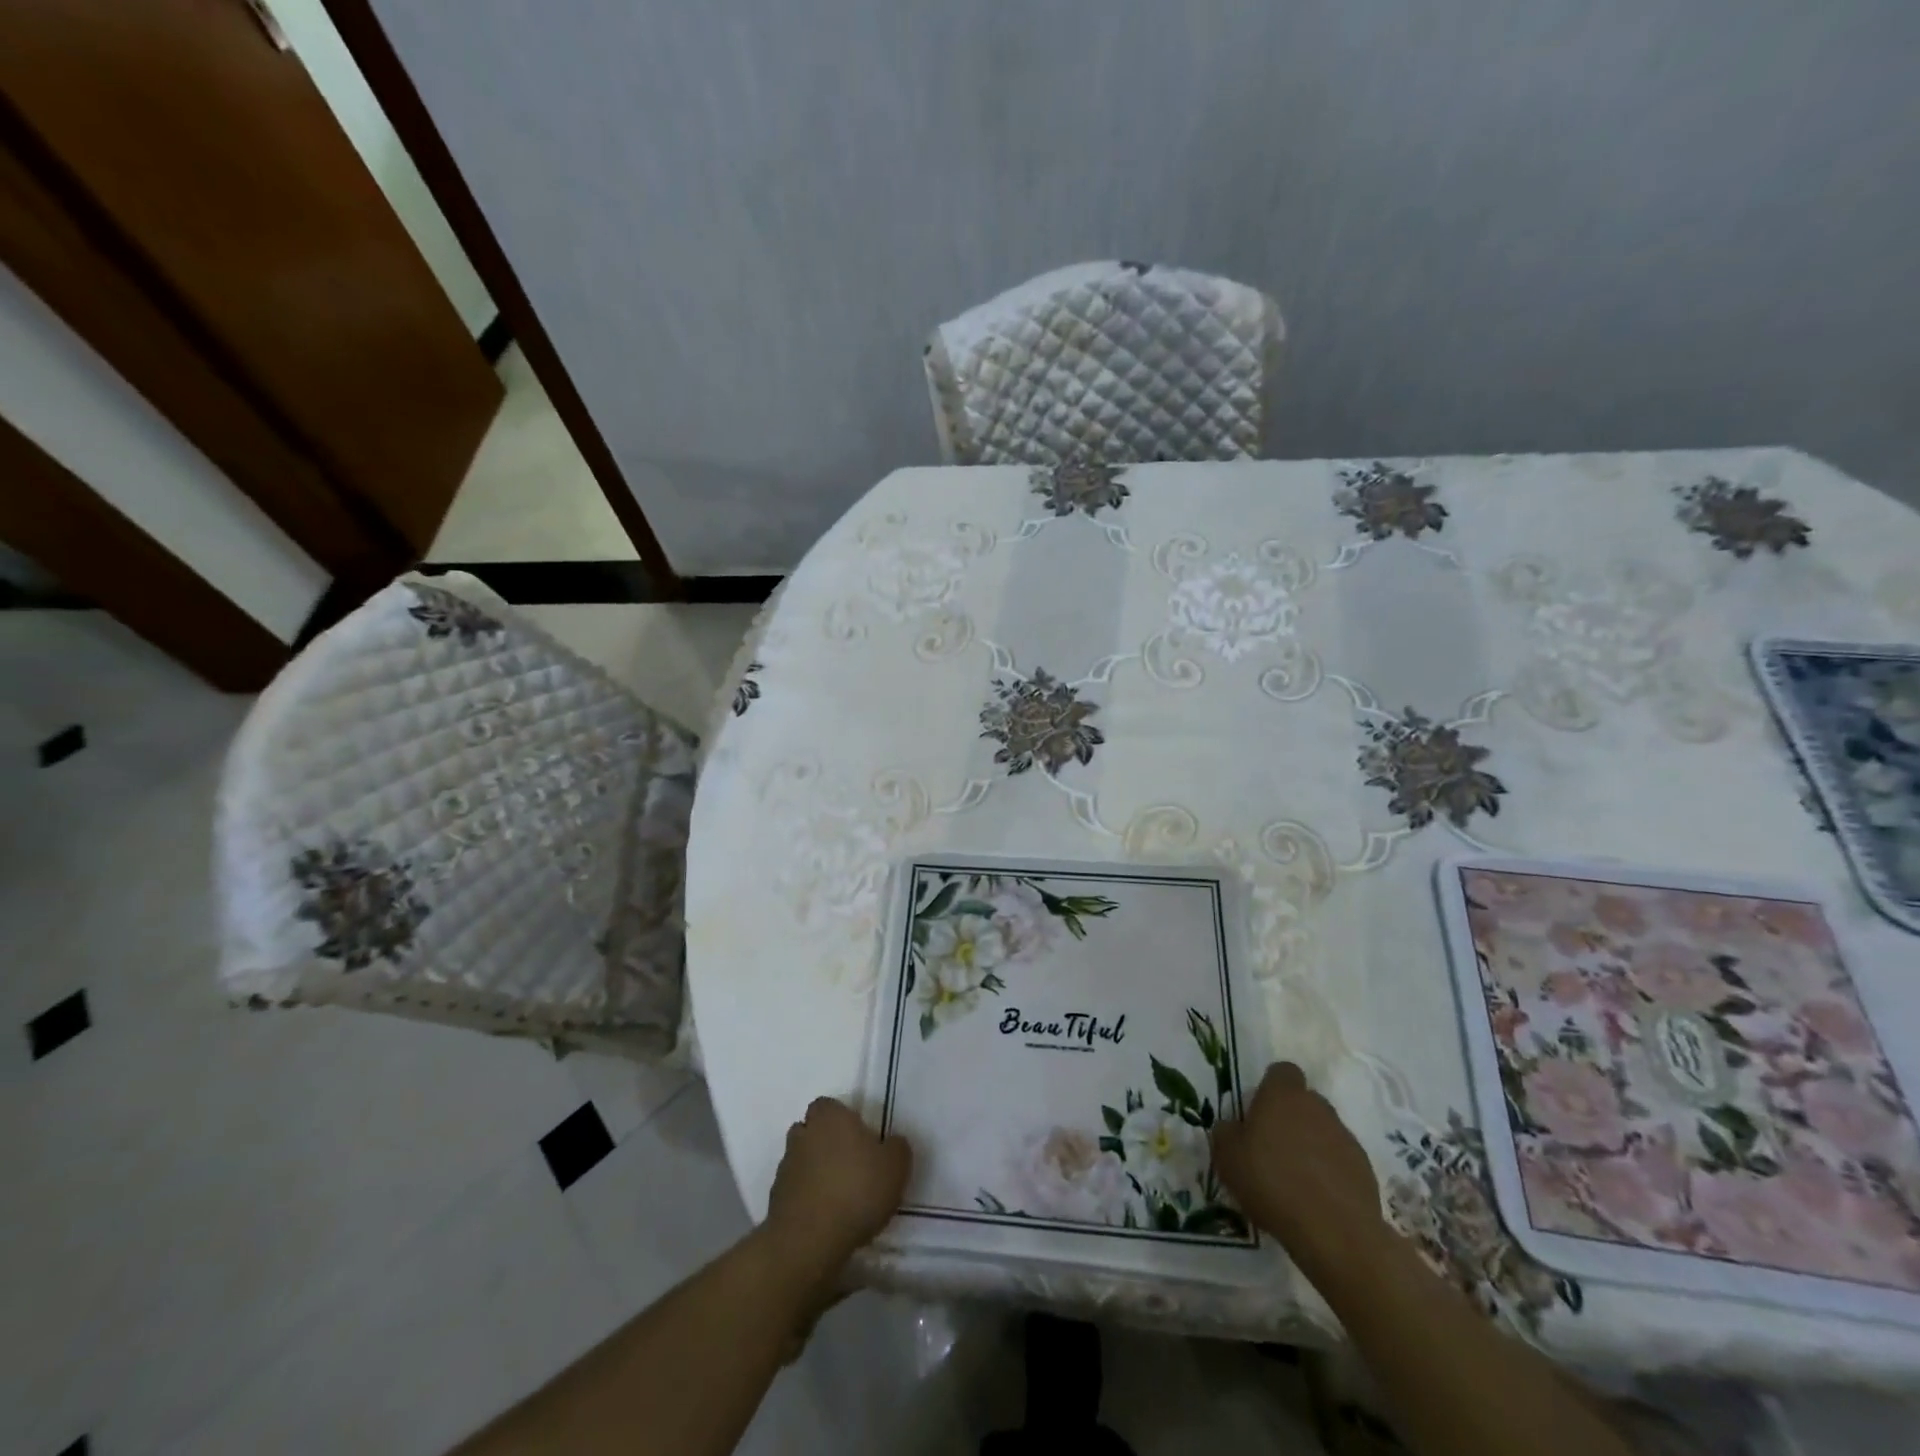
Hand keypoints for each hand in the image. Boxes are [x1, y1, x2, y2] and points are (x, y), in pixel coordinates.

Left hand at [763, 1097, 911, 1282]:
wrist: (809, 1241)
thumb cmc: (856, 1191)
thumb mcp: (895, 1167)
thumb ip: (897, 1148)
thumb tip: (892, 1143)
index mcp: (830, 1116)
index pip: (829, 1105)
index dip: (843, 1119)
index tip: (859, 1138)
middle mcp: (803, 1134)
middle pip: (811, 1130)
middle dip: (825, 1143)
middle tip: (849, 1165)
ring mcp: (785, 1167)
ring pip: (801, 1160)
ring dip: (814, 1171)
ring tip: (837, 1195)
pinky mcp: (775, 1200)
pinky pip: (794, 1190)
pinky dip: (806, 1197)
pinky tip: (824, 1216)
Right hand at [1211, 1062, 1384, 1267]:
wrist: (1335, 1232)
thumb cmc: (1272, 1182)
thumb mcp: (1227, 1157)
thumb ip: (1226, 1132)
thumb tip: (1233, 1127)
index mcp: (1283, 1095)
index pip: (1282, 1072)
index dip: (1271, 1087)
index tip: (1259, 1112)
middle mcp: (1318, 1107)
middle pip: (1304, 1101)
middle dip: (1291, 1118)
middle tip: (1272, 1148)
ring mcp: (1345, 1138)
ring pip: (1324, 1131)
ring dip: (1311, 1145)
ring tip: (1295, 1179)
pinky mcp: (1365, 1170)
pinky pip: (1341, 1160)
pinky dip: (1330, 1172)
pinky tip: (1317, 1199)